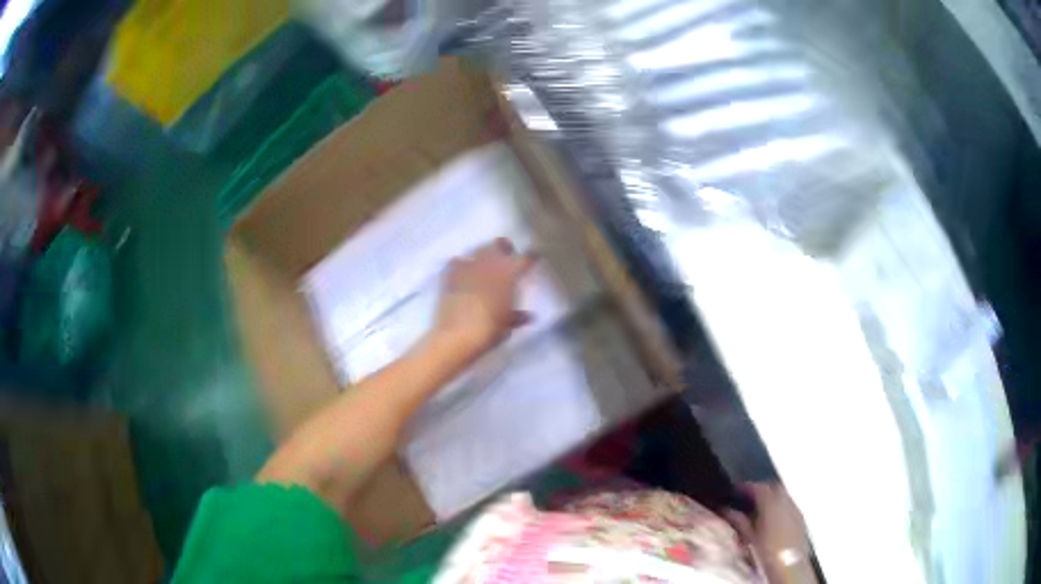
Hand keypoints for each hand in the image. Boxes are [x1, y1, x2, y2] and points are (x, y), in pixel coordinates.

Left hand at [434, 238, 536, 356]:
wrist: (456, 336)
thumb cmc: (488, 331)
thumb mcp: (507, 325)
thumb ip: (517, 317)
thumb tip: (528, 316)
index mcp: (508, 275)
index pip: (524, 259)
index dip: (531, 258)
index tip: (533, 258)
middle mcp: (488, 265)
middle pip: (498, 246)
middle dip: (504, 249)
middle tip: (507, 254)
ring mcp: (467, 267)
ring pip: (478, 251)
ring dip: (483, 255)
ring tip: (484, 262)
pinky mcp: (449, 274)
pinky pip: (456, 262)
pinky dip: (461, 264)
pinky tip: (461, 270)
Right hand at [725, 484, 812, 582]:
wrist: (789, 566)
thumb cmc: (766, 551)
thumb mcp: (748, 538)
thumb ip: (739, 521)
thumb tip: (727, 511)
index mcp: (772, 504)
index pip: (759, 487)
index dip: (747, 487)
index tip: (736, 490)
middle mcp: (787, 502)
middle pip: (774, 487)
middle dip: (761, 489)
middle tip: (748, 498)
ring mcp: (796, 509)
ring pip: (783, 495)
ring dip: (771, 498)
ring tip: (759, 509)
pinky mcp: (801, 519)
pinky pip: (789, 505)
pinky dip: (779, 507)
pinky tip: (772, 519)